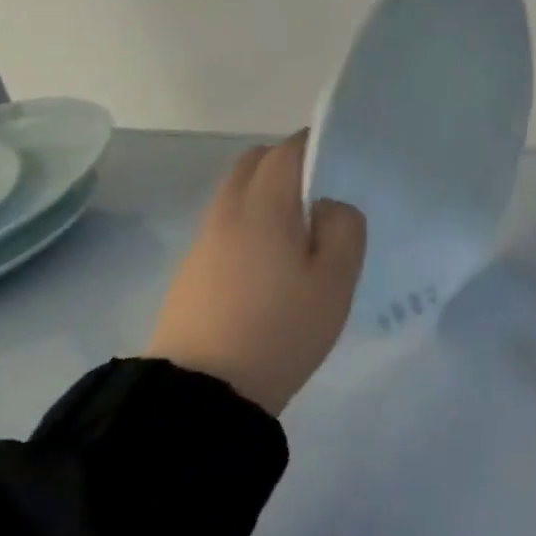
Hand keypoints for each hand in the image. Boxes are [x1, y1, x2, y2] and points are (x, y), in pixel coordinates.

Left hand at [145, 130, 365, 416]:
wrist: (202, 394)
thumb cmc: (281, 330)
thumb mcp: (335, 280)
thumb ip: (344, 229)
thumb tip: (329, 205)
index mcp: (264, 208)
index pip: (286, 151)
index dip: (314, 142)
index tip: (341, 153)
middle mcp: (227, 213)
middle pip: (252, 163)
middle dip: (285, 161)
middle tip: (322, 188)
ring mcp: (203, 242)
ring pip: (235, 193)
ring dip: (266, 192)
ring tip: (301, 226)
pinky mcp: (191, 271)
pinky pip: (225, 223)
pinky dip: (250, 219)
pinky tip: (271, 257)